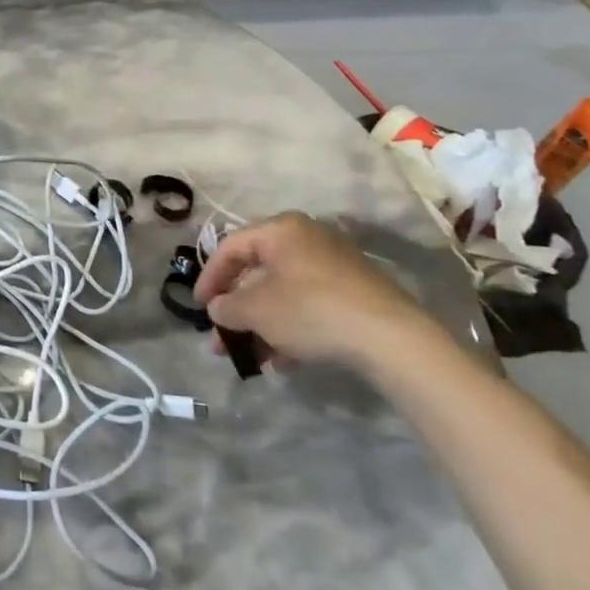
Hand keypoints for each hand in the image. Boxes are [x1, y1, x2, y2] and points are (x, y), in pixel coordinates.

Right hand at [194, 212, 446, 375]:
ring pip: (282, 292)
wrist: (390, 338)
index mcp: (281, 230)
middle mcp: (306, 238)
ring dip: (260, 324)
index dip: (209, 278)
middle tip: (221, 338)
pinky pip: (307, 304)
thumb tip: (218, 309)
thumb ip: (227, 307)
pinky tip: (282, 360)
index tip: (199, 307)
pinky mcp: (352, 291)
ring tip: (250, 357)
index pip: (230, 247)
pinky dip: (289, 327)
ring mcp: (333, 265)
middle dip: (236, 309)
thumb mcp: (256, 310)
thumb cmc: (311, 311)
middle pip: (257, 272)